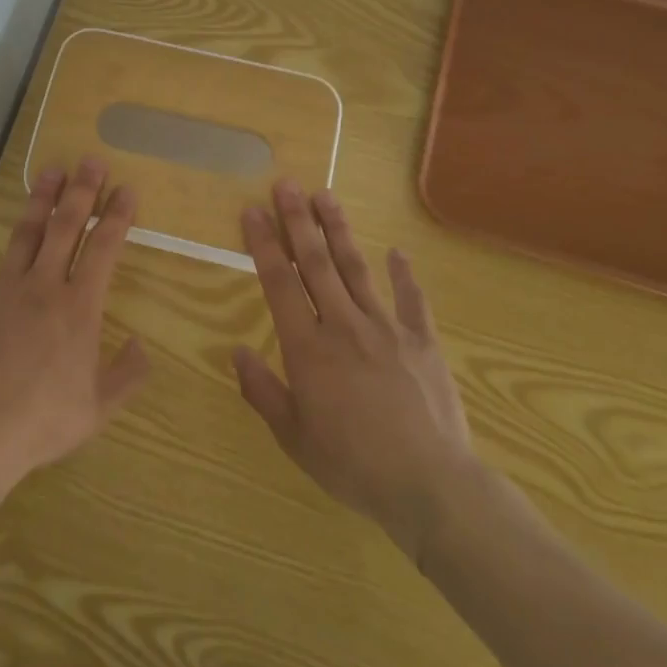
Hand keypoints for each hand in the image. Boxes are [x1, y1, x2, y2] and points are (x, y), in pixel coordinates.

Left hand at [0, 159, 149, 490]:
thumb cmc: (43, 421)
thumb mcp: (99, 408)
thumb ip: (127, 375)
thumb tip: (142, 344)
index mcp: (79, 308)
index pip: (104, 249)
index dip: (117, 216)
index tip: (126, 189)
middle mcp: (43, 286)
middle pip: (66, 228)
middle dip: (81, 191)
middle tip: (90, 161)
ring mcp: (3, 289)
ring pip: (25, 233)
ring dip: (40, 200)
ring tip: (50, 171)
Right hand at [233, 179, 479, 560]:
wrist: (430, 483)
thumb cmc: (352, 463)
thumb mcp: (293, 436)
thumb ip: (262, 390)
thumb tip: (236, 351)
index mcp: (307, 346)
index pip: (279, 282)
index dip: (263, 243)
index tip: (252, 211)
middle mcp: (343, 324)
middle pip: (316, 262)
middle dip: (298, 220)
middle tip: (286, 183)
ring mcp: (386, 328)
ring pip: (356, 268)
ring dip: (338, 230)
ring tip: (325, 196)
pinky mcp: (421, 340)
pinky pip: (411, 300)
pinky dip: (404, 274)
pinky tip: (398, 251)